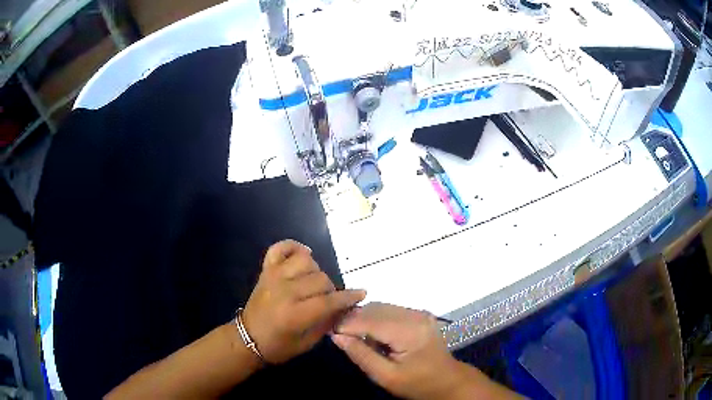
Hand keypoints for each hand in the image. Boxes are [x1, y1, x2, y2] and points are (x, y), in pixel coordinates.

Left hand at [242, 240, 365, 363]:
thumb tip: (344, 307)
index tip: (361, 294)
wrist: (247, 338)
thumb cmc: (278, 346)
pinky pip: (280, 248)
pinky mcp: (265, 270)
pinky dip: (293, 247)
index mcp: (294, 314)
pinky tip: (303, 255)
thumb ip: (327, 322)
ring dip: (315, 271)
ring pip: (305, 260)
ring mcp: (273, 277)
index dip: (348, 297)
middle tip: (328, 299)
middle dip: (331, 289)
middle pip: (321, 279)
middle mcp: (284, 291)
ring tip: (313, 283)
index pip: (329, 300)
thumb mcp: (308, 342)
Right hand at [332, 303, 519, 399]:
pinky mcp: (419, 314)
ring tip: (351, 334)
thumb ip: (361, 355)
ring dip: (363, 317)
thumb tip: (336, 336)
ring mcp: (419, 312)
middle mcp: (415, 315)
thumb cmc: (417, 383)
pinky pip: (390, 310)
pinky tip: (371, 333)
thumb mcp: (386, 377)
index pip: (370, 320)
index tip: (328, 331)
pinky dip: (375, 318)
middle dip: (353, 319)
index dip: (346, 324)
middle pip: (375, 309)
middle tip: (337, 333)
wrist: (447, 380)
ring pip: (381, 307)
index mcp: (409, 331)